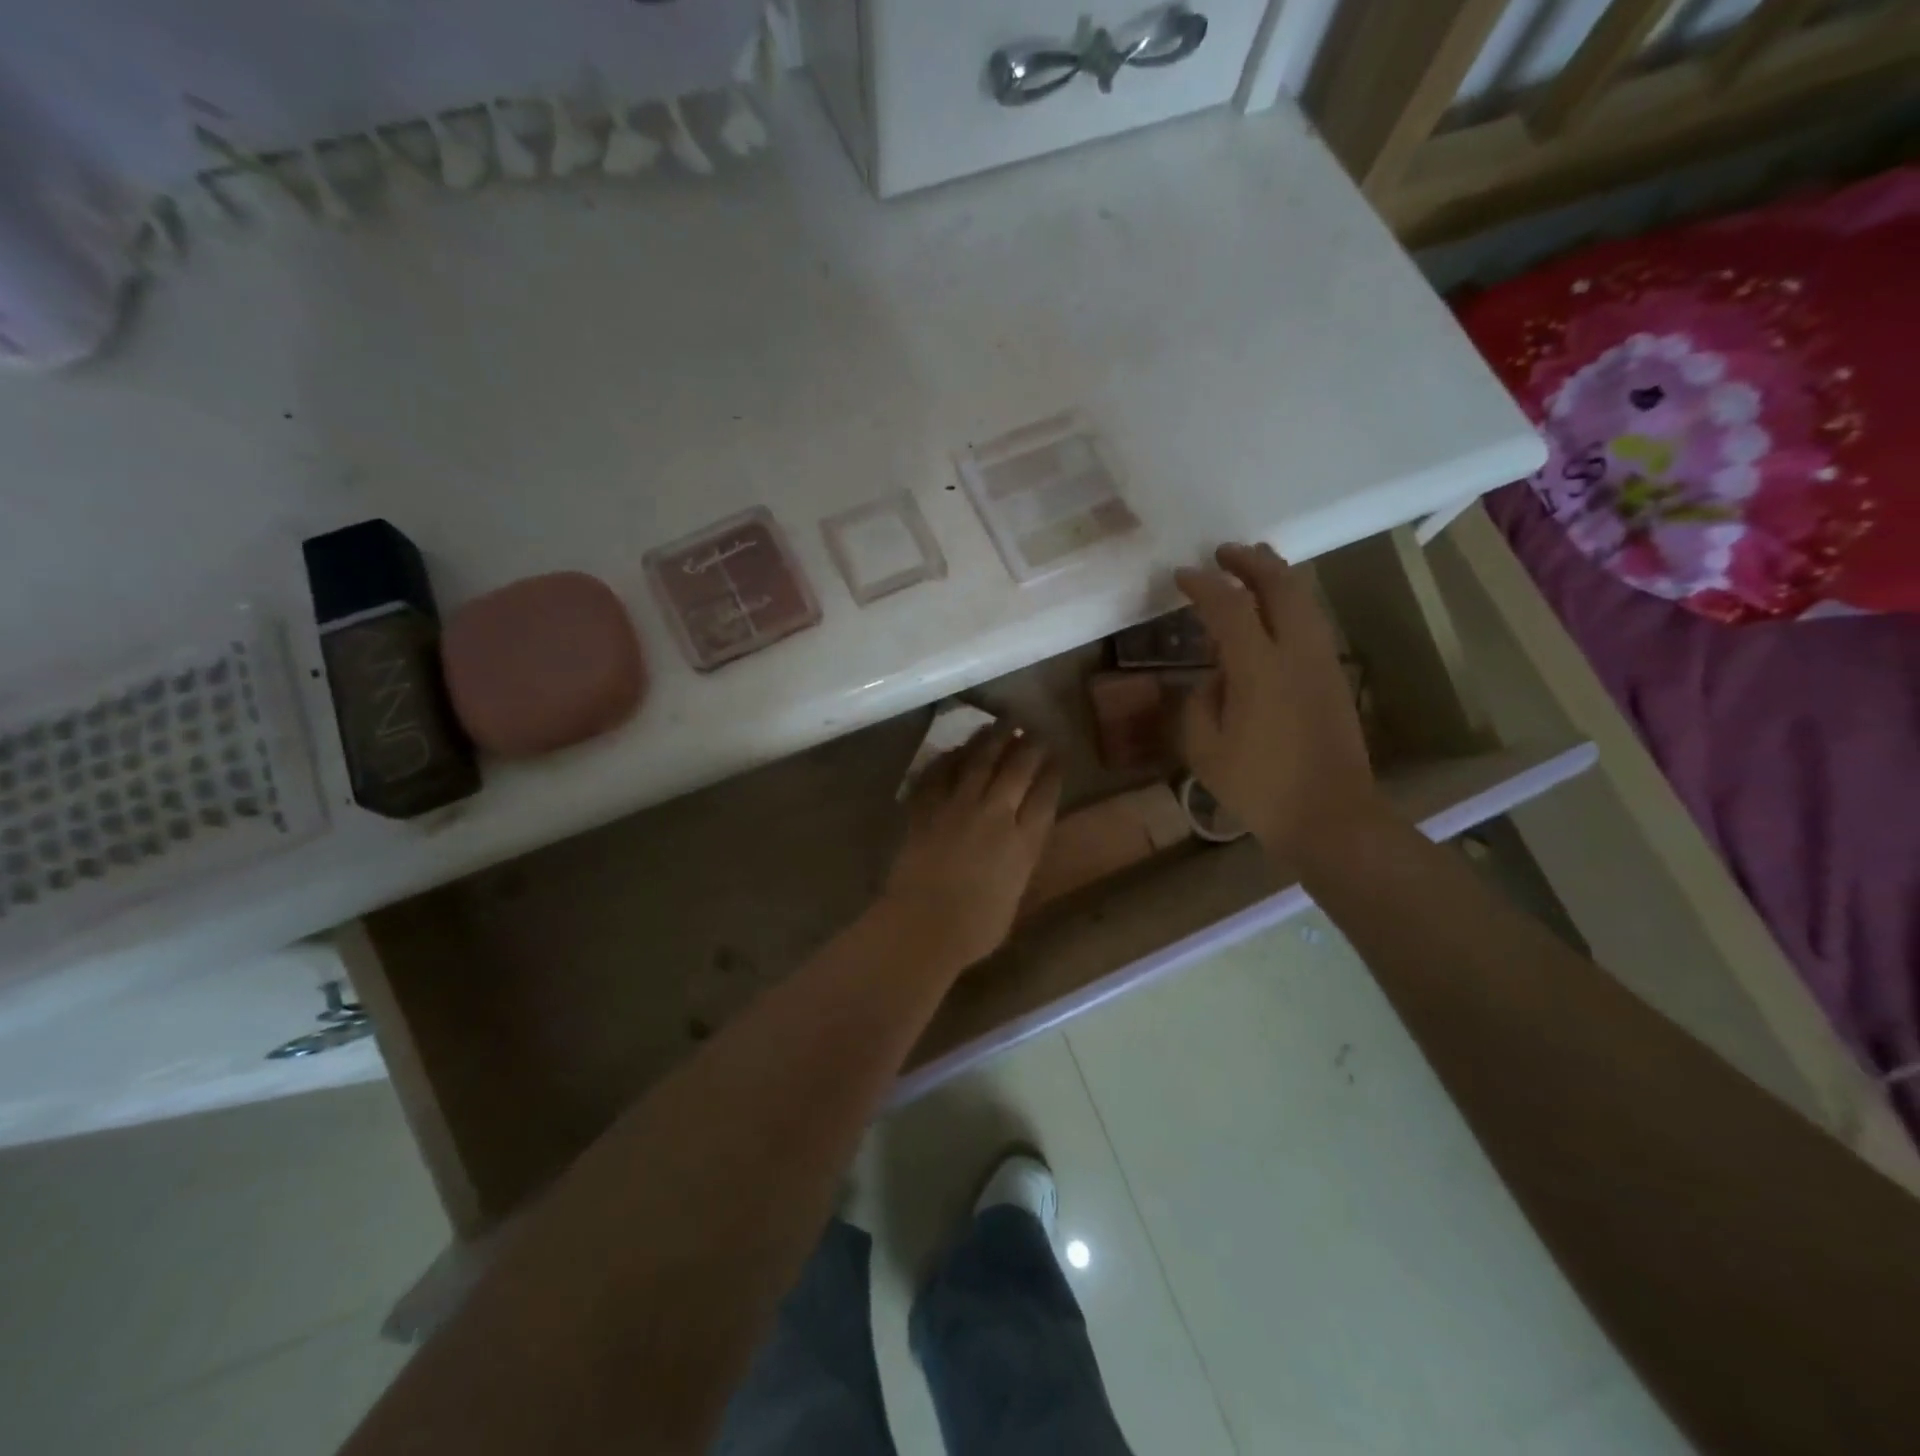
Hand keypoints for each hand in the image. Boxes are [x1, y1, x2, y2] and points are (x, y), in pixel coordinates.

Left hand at [881, 724, 1061, 972]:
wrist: (922, 927)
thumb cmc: (974, 929)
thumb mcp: (1014, 896)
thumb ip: (1020, 862)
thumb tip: (1020, 842)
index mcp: (1023, 842)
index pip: (1045, 794)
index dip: (1053, 771)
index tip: (1058, 754)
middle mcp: (995, 815)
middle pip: (1017, 768)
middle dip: (1029, 745)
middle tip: (1033, 729)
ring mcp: (958, 807)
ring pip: (979, 760)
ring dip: (992, 738)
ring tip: (1001, 723)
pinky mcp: (927, 808)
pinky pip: (939, 773)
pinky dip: (949, 758)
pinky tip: (955, 749)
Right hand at [1175, 543, 1382, 856]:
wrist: (1329, 815)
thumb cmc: (1258, 786)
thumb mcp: (1205, 749)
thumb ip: (1199, 702)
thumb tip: (1213, 679)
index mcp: (1259, 669)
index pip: (1229, 608)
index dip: (1203, 586)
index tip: (1181, 575)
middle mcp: (1296, 653)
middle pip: (1281, 585)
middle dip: (1251, 561)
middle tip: (1224, 553)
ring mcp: (1322, 663)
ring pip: (1304, 599)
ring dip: (1277, 576)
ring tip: (1252, 567)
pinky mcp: (1334, 678)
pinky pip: (1311, 622)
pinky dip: (1290, 603)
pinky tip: (1272, 615)